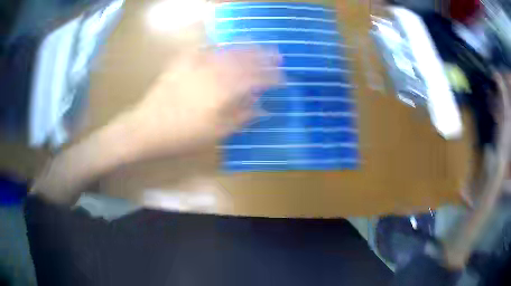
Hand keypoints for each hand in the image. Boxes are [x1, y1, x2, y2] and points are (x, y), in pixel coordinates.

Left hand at [124, 46, 280, 157]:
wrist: (147, 127)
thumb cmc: (183, 135)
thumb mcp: (216, 133)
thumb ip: (241, 117)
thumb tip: (262, 108)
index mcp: (225, 90)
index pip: (256, 79)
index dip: (272, 77)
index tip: (283, 78)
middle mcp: (214, 72)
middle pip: (244, 59)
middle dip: (263, 56)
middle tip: (277, 55)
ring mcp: (197, 64)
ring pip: (227, 51)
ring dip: (244, 47)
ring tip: (256, 43)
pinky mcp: (182, 62)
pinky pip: (203, 48)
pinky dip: (216, 45)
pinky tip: (222, 45)